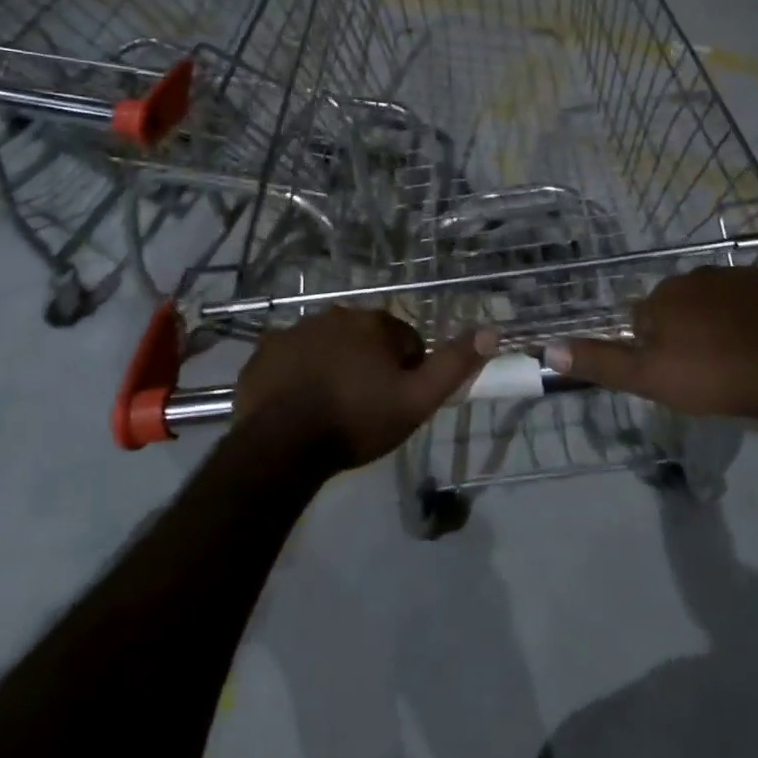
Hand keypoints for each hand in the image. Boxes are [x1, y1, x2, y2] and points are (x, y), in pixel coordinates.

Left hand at [234, 307, 493, 469]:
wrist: (282, 443)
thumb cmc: (356, 420)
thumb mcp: (416, 400)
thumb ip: (454, 365)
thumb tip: (491, 330)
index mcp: (375, 323)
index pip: (406, 342)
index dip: (406, 372)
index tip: (395, 402)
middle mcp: (336, 314)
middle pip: (365, 339)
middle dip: (369, 364)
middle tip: (363, 406)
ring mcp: (297, 329)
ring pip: (328, 344)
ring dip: (334, 365)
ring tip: (329, 407)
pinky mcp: (266, 349)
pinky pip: (292, 355)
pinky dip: (298, 371)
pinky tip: (297, 402)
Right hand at [543, 267, 757, 435]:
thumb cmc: (718, 376)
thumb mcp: (651, 379)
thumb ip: (601, 362)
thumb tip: (548, 348)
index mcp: (663, 298)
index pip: (642, 319)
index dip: (654, 347)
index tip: (675, 373)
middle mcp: (696, 276)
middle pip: (681, 305)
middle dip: (688, 330)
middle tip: (709, 368)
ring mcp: (741, 274)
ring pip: (719, 299)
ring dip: (722, 320)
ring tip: (742, 356)